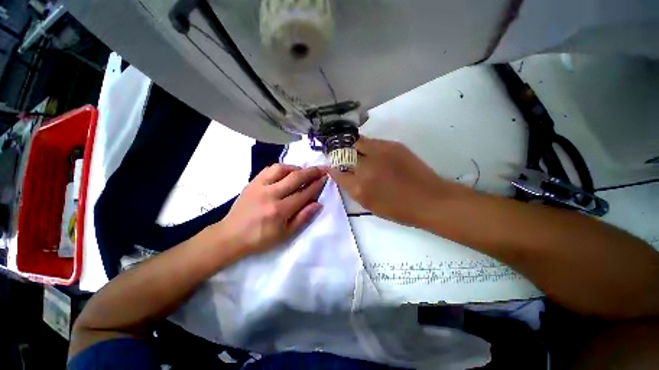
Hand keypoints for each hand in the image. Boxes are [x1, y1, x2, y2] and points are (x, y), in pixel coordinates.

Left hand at [217, 164, 326, 254]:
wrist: (231, 236)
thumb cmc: (260, 239)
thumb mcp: (285, 234)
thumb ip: (303, 217)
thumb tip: (318, 203)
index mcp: (280, 210)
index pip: (304, 193)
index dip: (317, 185)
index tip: (325, 178)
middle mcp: (271, 194)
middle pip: (296, 178)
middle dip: (312, 172)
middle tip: (322, 169)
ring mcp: (260, 186)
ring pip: (283, 169)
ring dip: (297, 168)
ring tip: (304, 171)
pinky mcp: (252, 182)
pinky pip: (270, 169)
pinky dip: (282, 167)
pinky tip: (287, 171)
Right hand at [328, 137, 465, 226]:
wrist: (428, 199)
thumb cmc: (398, 209)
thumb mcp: (369, 205)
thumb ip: (354, 189)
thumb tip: (345, 176)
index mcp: (359, 187)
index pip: (337, 172)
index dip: (333, 169)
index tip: (332, 167)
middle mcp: (365, 167)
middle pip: (344, 153)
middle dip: (341, 154)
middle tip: (343, 157)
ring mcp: (379, 153)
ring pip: (357, 142)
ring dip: (353, 147)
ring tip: (357, 152)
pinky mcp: (392, 145)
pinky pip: (373, 141)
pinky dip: (368, 145)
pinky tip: (372, 152)